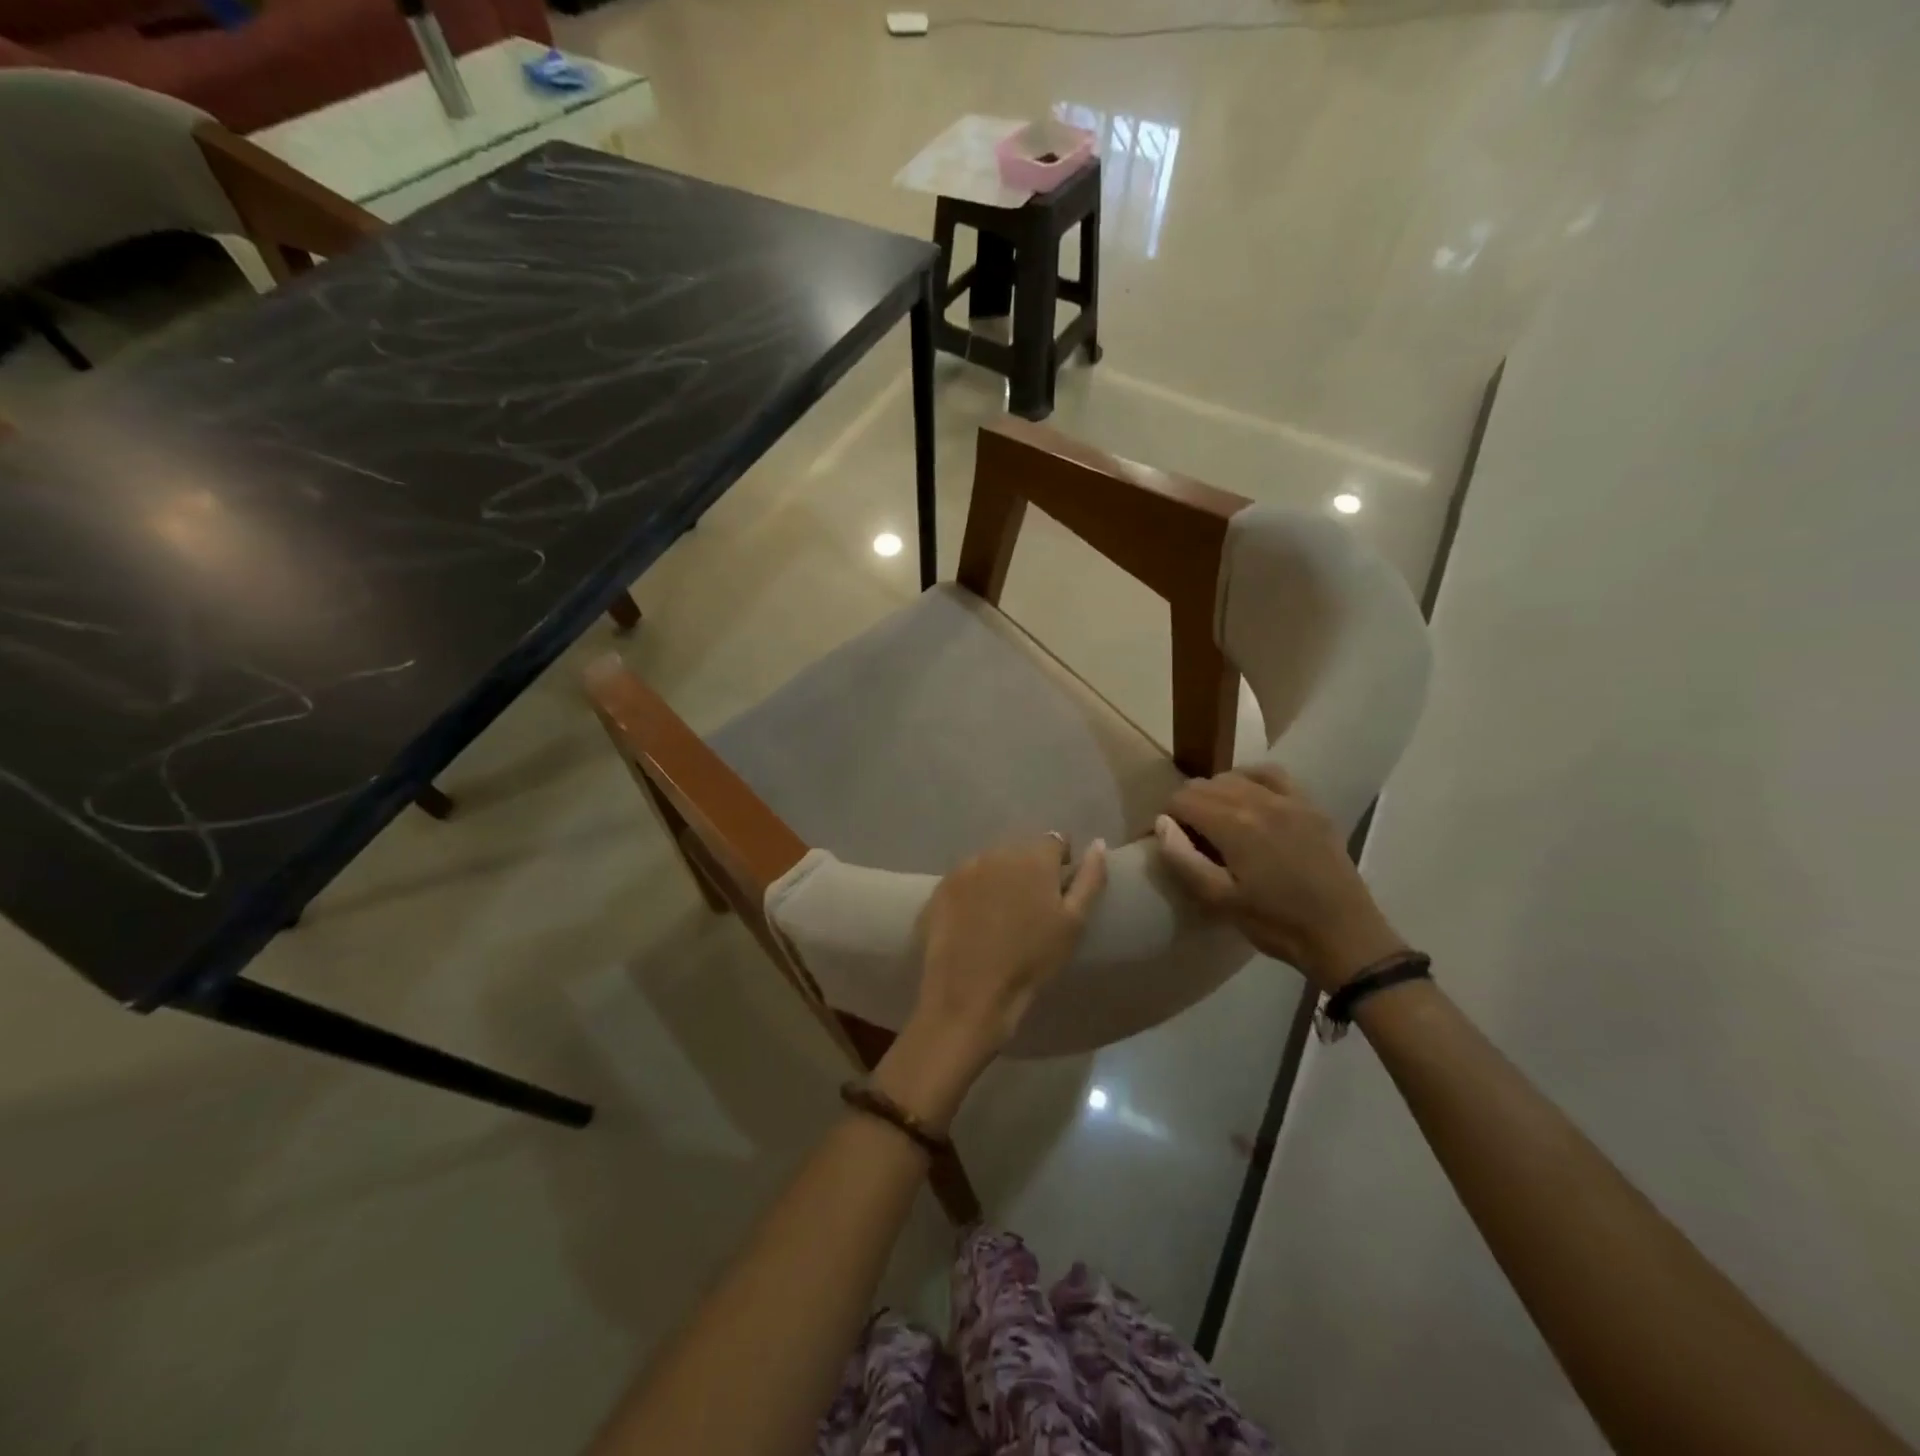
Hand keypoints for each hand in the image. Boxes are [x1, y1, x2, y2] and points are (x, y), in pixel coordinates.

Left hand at [876, 835, 1107, 1130]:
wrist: (970, 993)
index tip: (1058, 890)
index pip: (1055, 841)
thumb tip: (1098, 843)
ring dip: (1000, 879)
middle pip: (1020, 851)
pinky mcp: (941, 888)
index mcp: (1033, 857)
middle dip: (1029, 870)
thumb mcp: (1073, 923)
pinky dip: (973, 893)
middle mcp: (997, 852)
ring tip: (1002, 917)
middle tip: (1031, 908)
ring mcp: (965, 868)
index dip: (1060, 863)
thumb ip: (1090, 878)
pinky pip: (966, 881)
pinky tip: (975, 923)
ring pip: (991, 864)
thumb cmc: (1031, 960)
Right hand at [1153, 766, 1405, 993]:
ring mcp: (1289, 799)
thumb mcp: (1219, 900)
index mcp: (1234, 825)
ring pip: (1235, 776)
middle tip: (1191, 837)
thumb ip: (1183, 859)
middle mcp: (1259, 800)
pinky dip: (1251, 779)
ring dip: (1217, 793)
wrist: (1343, 935)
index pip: (1183, 799)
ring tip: (1218, 822)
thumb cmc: (1275, 923)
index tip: (1170, 839)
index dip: (1168, 817)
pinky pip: (1272, 775)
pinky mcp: (1310, 806)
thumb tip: (1162, 823)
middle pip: (1206, 784)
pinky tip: (1249, 797)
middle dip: (1189, 805)